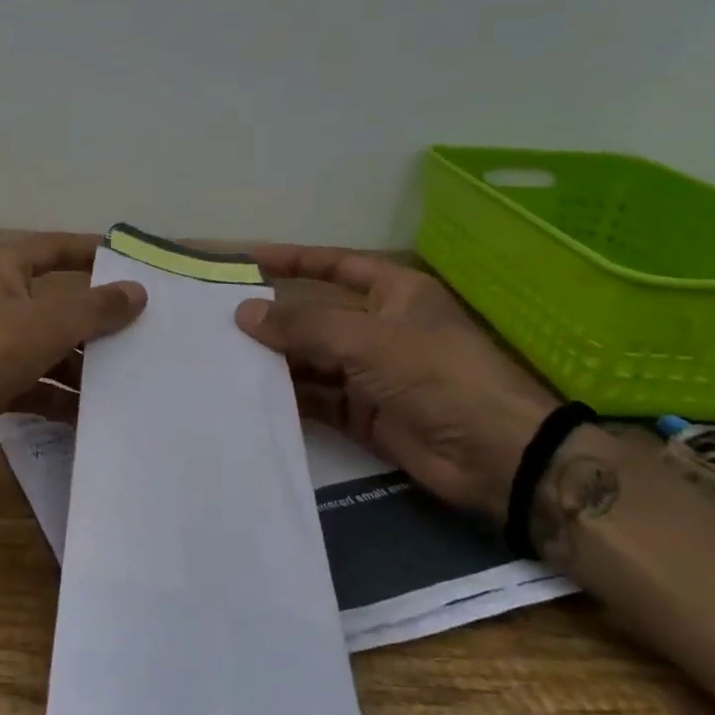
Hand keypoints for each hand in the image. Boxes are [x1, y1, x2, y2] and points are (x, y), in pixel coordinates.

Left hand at [0, 235, 145, 477]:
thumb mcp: (47, 324)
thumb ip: (95, 308)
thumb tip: (137, 291)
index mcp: (1, 269)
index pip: (54, 248)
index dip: (91, 252)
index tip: (132, 264)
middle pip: (55, 304)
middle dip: (95, 321)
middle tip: (143, 333)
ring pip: (45, 348)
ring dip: (80, 365)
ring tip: (127, 381)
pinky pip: (32, 385)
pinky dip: (57, 398)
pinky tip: (90, 417)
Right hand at [236, 248, 554, 520]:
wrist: (493, 454)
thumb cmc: (436, 375)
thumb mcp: (367, 340)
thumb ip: (303, 325)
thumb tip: (244, 312)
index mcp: (394, 294)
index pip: (336, 266)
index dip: (295, 260)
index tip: (249, 259)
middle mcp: (380, 328)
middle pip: (317, 315)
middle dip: (275, 317)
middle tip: (221, 318)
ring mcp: (371, 373)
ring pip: (312, 359)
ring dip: (276, 359)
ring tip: (226, 357)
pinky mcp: (363, 413)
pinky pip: (317, 399)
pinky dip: (289, 397)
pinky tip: (252, 393)